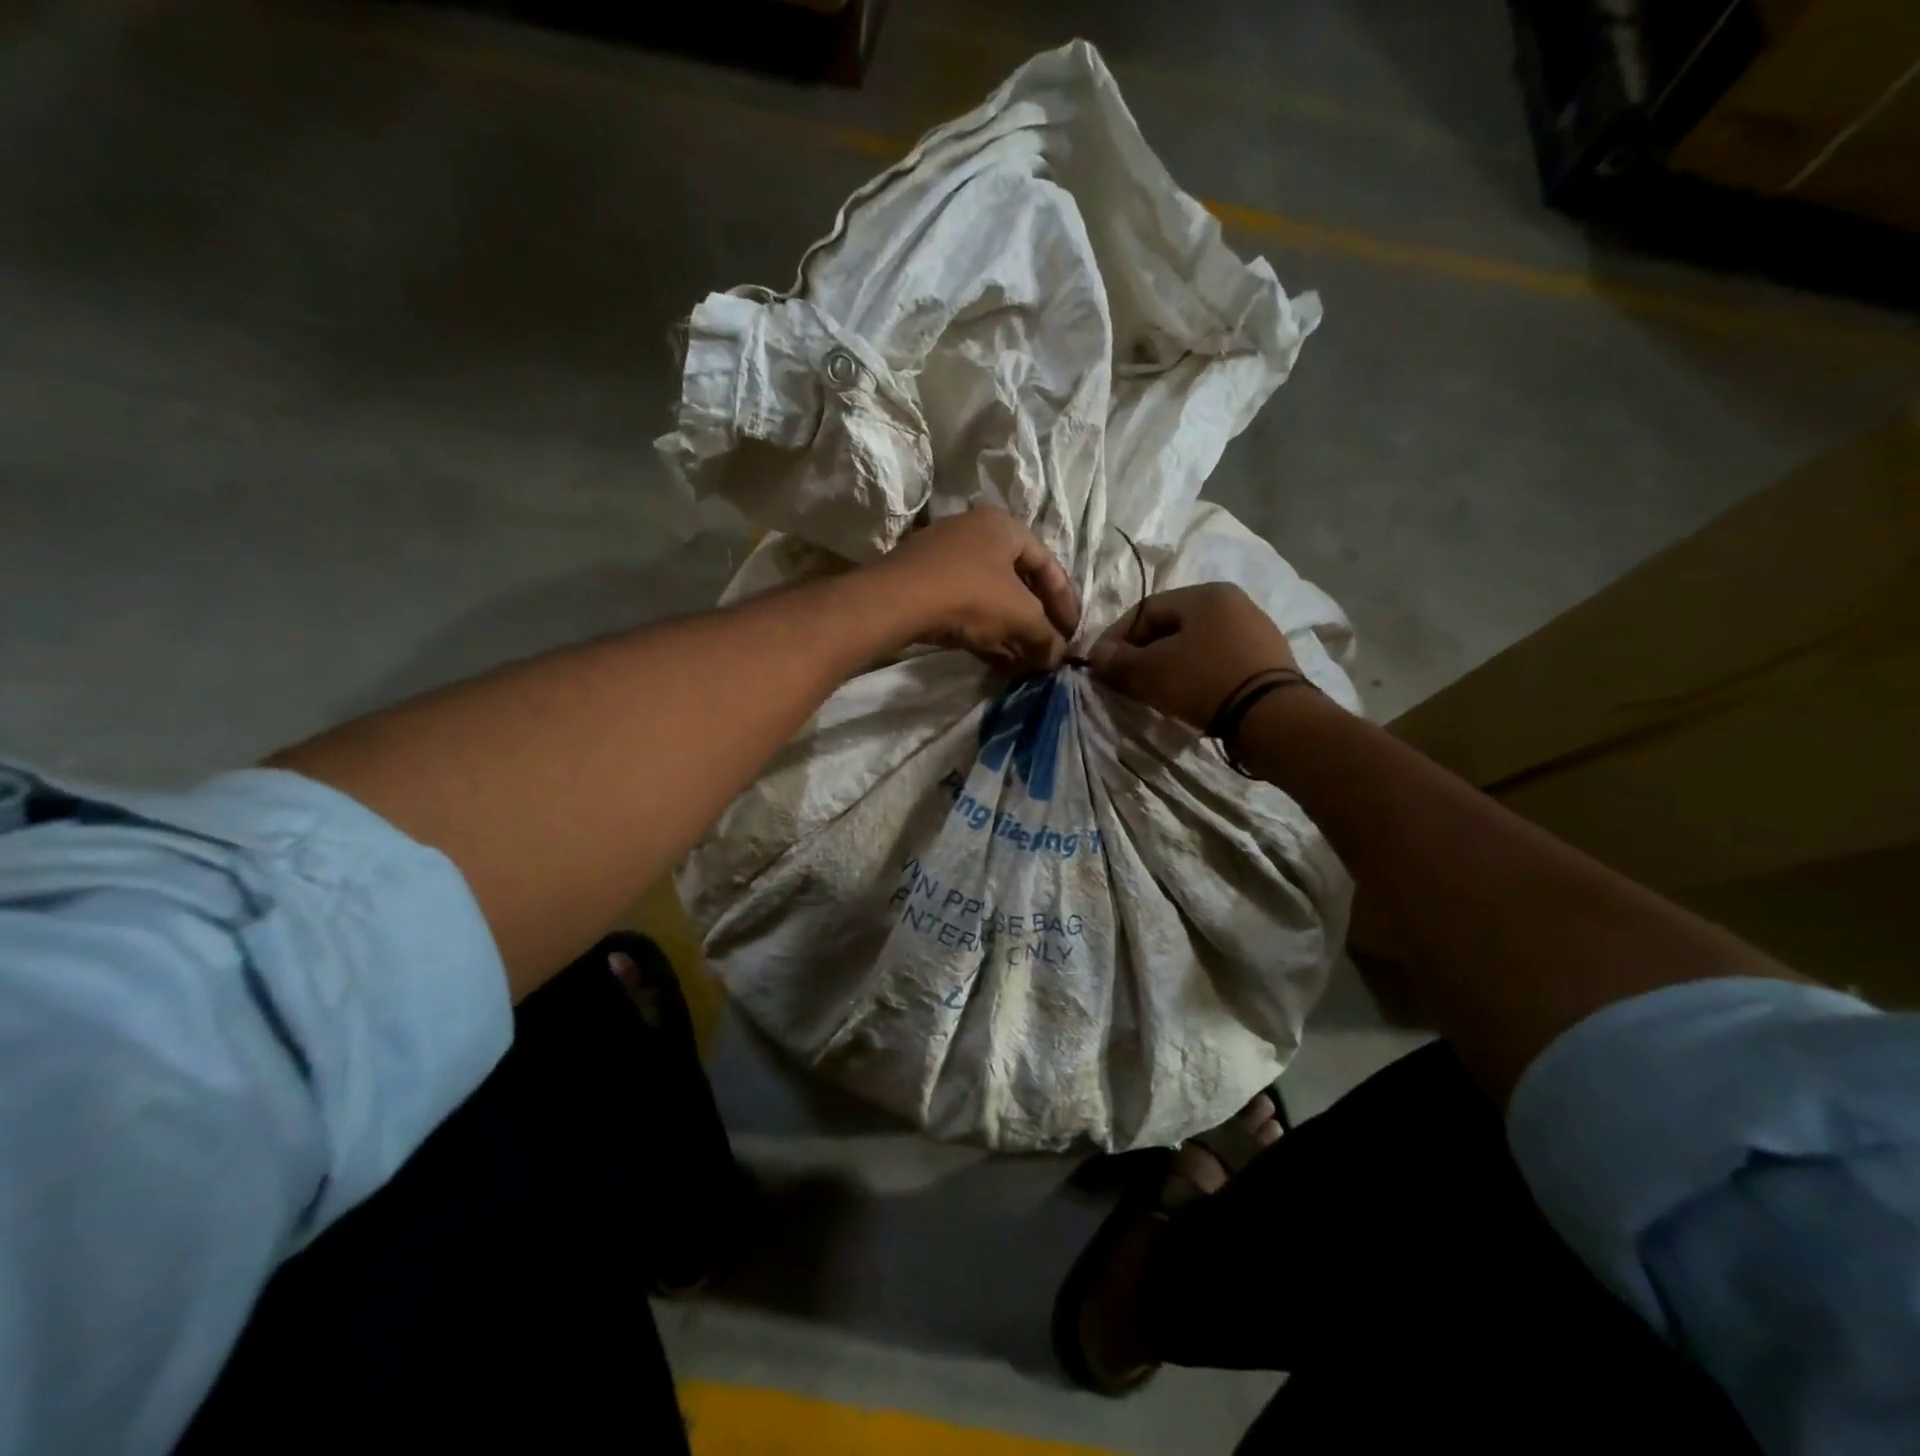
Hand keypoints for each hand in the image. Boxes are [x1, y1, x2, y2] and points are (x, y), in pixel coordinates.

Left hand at [874, 507, 1080, 670]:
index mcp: (1005, 527)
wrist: (897, 600)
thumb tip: (1056, 658)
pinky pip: (966, 609)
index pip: (1048, 565)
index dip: (1066, 603)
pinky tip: (1000, 662)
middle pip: (1018, 583)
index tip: (1073, 635)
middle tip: (1049, 651)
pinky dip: (986, 633)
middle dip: (1037, 622)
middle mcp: (976, 534)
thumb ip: (1045, 636)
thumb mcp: (1019, 615)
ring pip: (991, 599)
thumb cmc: (970, 594)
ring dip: (1012, 633)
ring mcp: (946, 559)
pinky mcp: (925, 585)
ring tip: (1027, 665)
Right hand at [1087, 583, 1298, 728]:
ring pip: (1194, 646)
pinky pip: (1216, 662)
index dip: (1116, 638)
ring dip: (1167, 667)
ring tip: (1153, 694)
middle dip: (1141, 654)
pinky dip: (1195, 677)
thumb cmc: (1204, 681)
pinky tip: (1187, 698)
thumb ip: (1118, 660)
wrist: (1272, 717)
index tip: (1100, 666)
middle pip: (1170, 627)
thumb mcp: (1150, 671)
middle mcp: (1233, 603)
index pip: (1144, 610)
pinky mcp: (1266, 661)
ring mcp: (1254, 631)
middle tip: (1124, 682)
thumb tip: (1097, 655)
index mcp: (1204, 594)